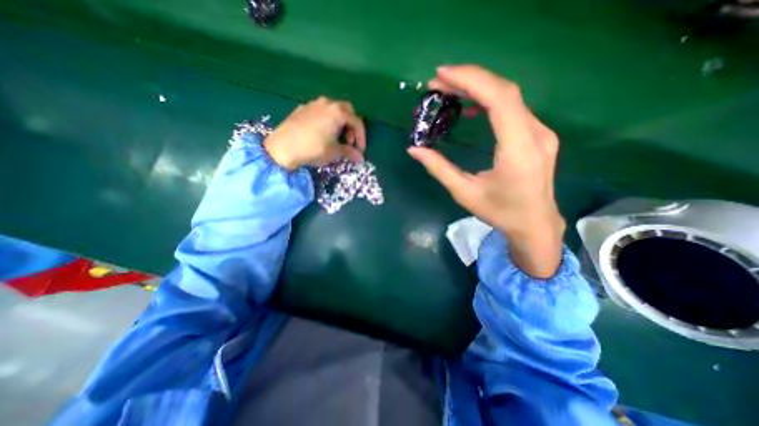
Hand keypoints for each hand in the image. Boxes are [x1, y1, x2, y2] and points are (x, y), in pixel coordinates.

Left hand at [264, 96, 365, 169]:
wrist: (282, 147)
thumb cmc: (313, 148)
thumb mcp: (334, 152)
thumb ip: (349, 153)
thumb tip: (361, 159)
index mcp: (338, 112)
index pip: (357, 122)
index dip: (361, 137)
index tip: (360, 150)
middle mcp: (327, 103)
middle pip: (347, 111)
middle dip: (351, 126)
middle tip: (348, 141)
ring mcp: (313, 104)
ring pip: (333, 109)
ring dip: (339, 122)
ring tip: (335, 137)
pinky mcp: (301, 108)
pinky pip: (320, 111)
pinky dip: (326, 120)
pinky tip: (321, 133)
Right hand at [410, 65, 561, 277]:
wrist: (535, 223)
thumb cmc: (500, 212)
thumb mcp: (464, 193)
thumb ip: (439, 169)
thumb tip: (414, 149)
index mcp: (518, 149)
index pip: (499, 99)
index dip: (471, 80)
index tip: (441, 75)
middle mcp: (535, 134)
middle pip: (504, 91)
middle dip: (469, 80)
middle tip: (438, 82)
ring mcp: (540, 132)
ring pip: (509, 97)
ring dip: (478, 89)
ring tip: (449, 91)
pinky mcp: (537, 135)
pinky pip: (512, 109)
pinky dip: (489, 101)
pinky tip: (470, 108)